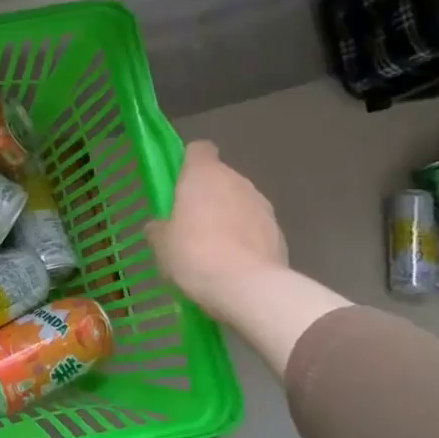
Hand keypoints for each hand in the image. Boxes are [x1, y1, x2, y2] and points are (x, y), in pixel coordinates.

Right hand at [145, 141, 348, 377]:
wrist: (247, 287)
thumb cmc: (194, 254)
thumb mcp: (161, 244)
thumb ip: (160, 228)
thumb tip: (159, 226)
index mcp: (204, 174)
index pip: (199, 150)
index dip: (189, 162)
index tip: (179, 183)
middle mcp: (237, 181)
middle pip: (221, 178)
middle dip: (208, 197)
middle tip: (190, 225)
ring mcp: (263, 206)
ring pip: (240, 203)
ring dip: (229, 218)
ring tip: (214, 250)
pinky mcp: (279, 232)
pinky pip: (256, 229)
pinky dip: (246, 239)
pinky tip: (234, 265)